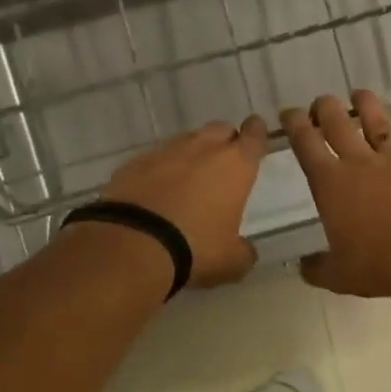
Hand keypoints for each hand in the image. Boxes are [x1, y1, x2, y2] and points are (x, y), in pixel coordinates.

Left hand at [101, 118, 268, 288]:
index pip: (254, 136)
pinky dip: (160, 169)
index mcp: (235, 165)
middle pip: (220, 130)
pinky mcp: (134, 162)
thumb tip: (245, 251)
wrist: (133, 244)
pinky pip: (155, 158)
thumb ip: (244, 251)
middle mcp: (203, 149)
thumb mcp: (231, 261)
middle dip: (224, 141)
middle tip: (223, 162)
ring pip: (186, 141)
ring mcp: (166, 151)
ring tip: (188, 178)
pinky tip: (156, 190)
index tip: (256, 130)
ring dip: (191, 154)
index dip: (257, 133)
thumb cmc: (195, 248)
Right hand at [282, 91, 390, 301]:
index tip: (289, 113)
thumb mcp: (339, 276)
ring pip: (378, 122)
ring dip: (366, 106)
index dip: (295, 124)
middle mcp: (360, 163)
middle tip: (321, 103)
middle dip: (325, 107)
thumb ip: (319, 268)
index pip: (305, 142)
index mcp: (331, 183)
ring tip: (360, 95)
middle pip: (338, 121)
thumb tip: (304, 267)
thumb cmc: (379, 264)